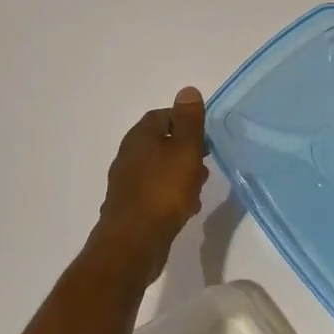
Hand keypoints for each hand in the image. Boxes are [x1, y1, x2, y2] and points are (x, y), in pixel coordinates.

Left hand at [92, 87, 209, 281]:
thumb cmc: (163, 191)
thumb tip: (188, 90)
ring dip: (182, 175)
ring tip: (199, 189)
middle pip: (163, 143)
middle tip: (205, 163)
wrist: (133, 242)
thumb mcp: (184, 150)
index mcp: (140, 136)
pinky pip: (157, 192)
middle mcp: (129, 155)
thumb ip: (189, 121)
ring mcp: (128, 182)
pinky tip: (186, 209)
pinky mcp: (132, 207)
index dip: (187, 122)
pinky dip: (173, 195)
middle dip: (187, 151)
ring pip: (161, 169)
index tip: (206, 137)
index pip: (164, 115)